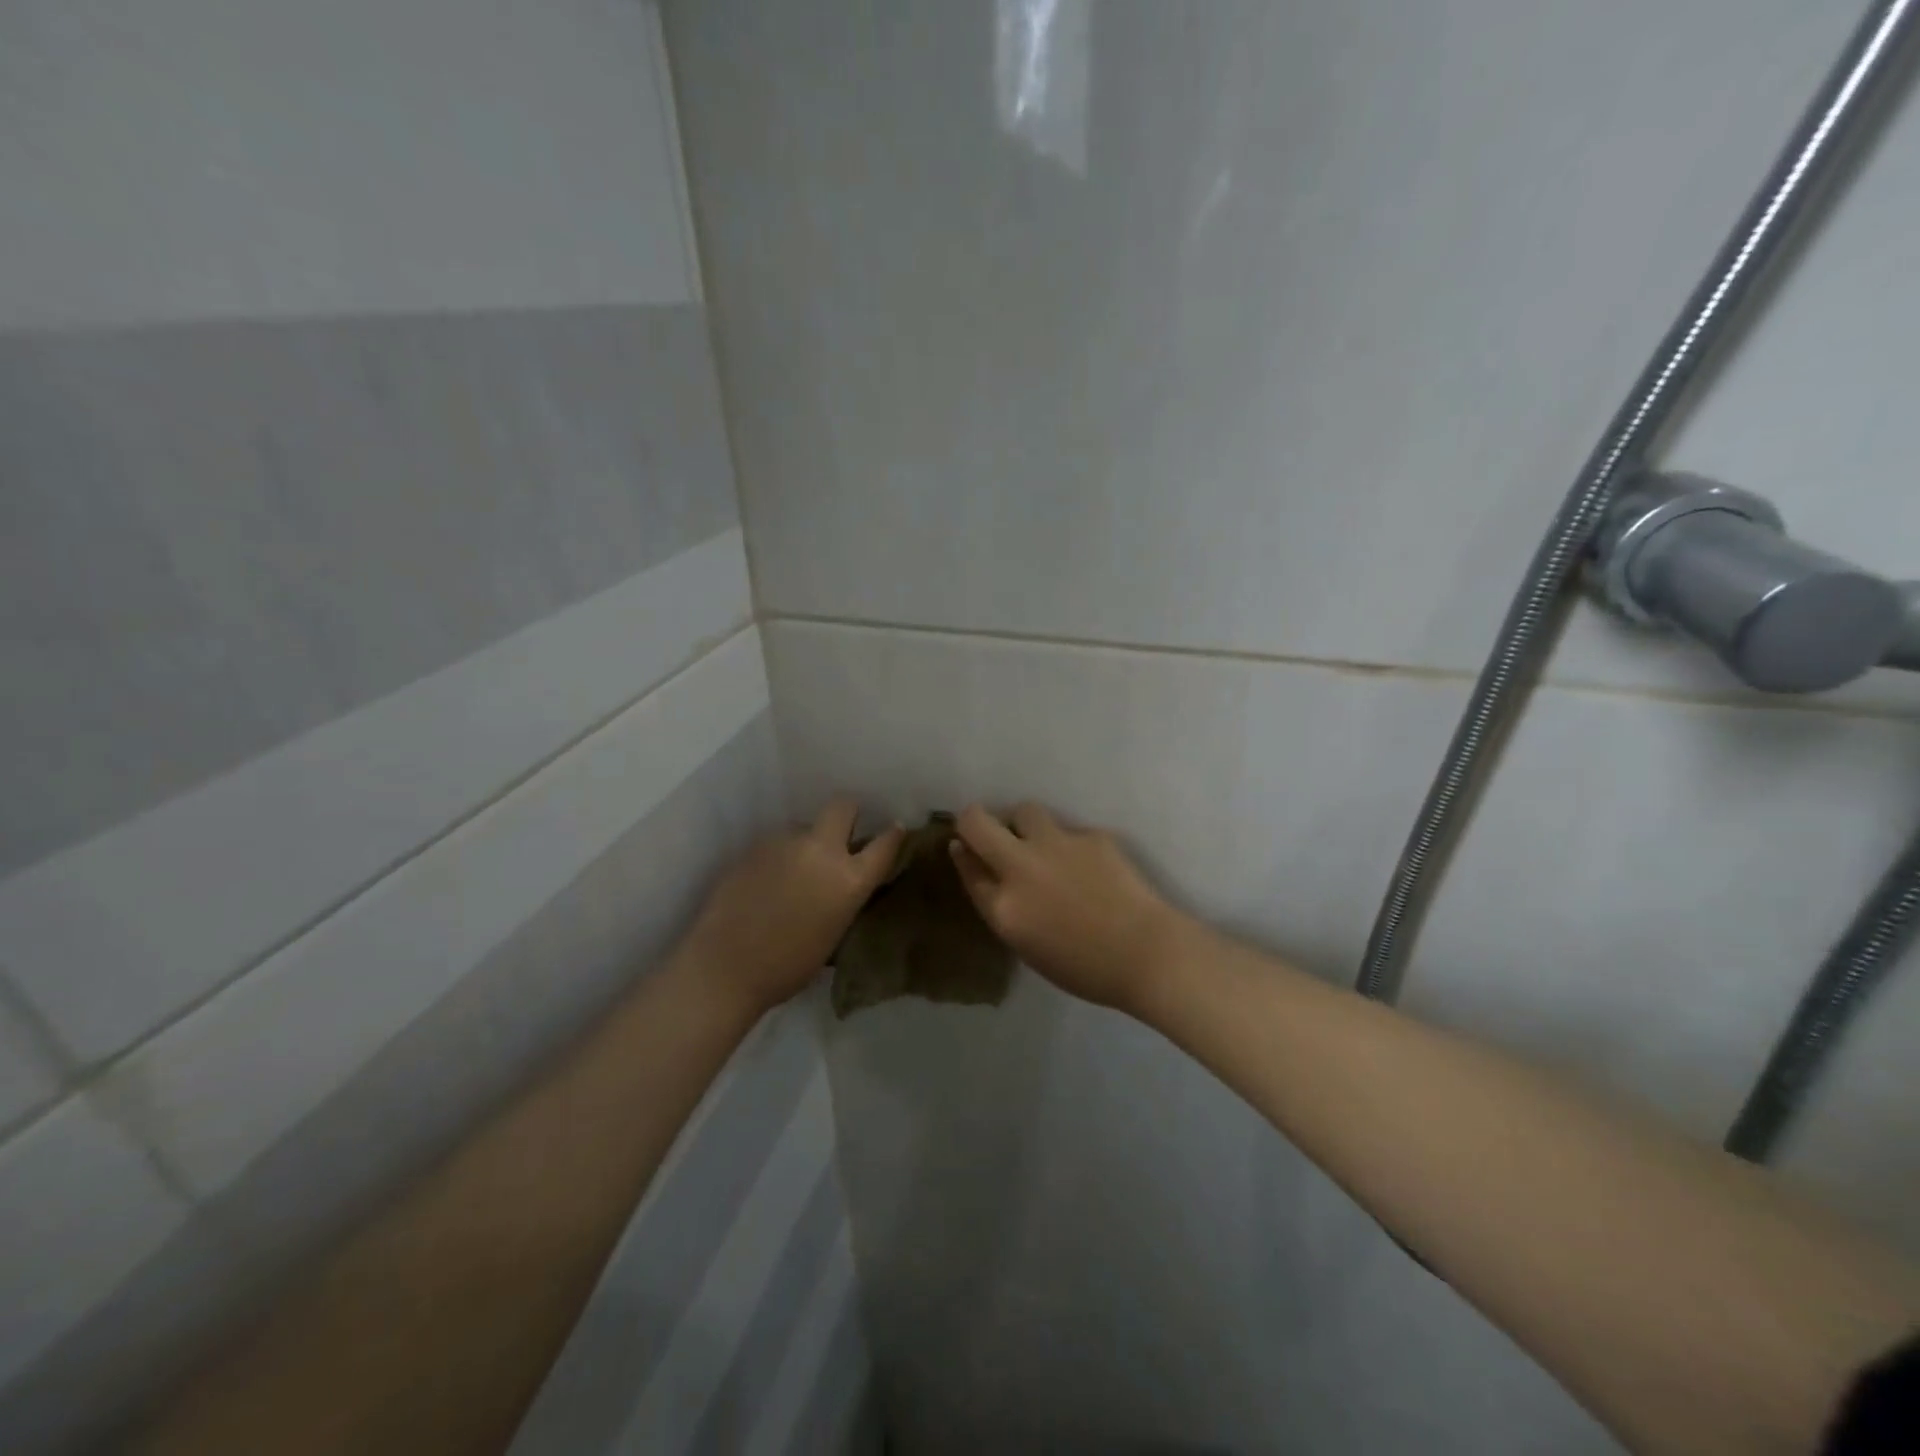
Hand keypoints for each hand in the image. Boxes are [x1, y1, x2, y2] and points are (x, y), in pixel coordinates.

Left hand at [675, 797, 903, 1016]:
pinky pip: (777, 843)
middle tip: (841, 837)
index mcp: (849, 879)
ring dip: (806, 842)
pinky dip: (779, 856)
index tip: (894, 831)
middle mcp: (821, 850)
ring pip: (804, 827)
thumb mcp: (834, 935)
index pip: (885, 843)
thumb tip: (845, 885)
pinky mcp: (754, 845)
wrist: (724, 967)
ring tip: (793, 873)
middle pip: (843, 806)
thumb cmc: (787, 967)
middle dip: (847, 815)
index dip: (892, 835)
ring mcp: (785, 843)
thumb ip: (844, 899)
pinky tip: (767, 881)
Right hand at [949, 802, 1194, 1012]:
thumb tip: (984, 869)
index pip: (967, 865)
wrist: (1147, 953)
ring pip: (1025, 811)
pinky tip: (1089, 867)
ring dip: (1023, 824)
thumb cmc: (1085, 967)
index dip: (963, 853)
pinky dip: (1069, 844)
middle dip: (974, 820)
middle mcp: (1022, 867)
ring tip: (1040, 843)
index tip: (965, 848)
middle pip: (977, 822)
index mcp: (1004, 907)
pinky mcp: (1091, 836)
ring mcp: (1057, 846)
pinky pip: (1068, 831)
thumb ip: (1001, 906)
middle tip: (987, 831)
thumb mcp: (1027, 946)